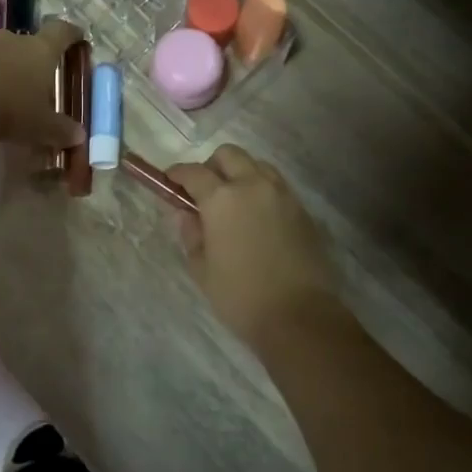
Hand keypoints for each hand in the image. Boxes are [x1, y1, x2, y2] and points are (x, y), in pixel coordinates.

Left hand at [0, 18, 87, 149]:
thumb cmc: (12, 110)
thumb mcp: (43, 126)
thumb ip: (62, 129)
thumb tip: (78, 136)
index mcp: (41, 49)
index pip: (61, 31)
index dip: (72, 34)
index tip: (79, 39)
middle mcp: (14, 40)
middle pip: (31, 42)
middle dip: (38, 58)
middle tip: (44, 78)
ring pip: (6, 53)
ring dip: (13, 68)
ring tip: (16, 92)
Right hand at [166, 145, 341, 343]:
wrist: (298, 316)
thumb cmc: (240, 295)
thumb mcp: (202, 268)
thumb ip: (191, 234)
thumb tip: (186, 214)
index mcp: (222, 199)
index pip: (194, 172)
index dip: (178, 174)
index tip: (170, 181)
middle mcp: (253, 186)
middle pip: (229, 155)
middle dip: (211, 166)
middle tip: (203, 191)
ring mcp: (282, 195)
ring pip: (257, 165)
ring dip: (240, 173)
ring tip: (232, 201)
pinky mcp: (302, 210)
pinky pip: (276, 185)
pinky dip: (261, 189)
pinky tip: (255, 216)